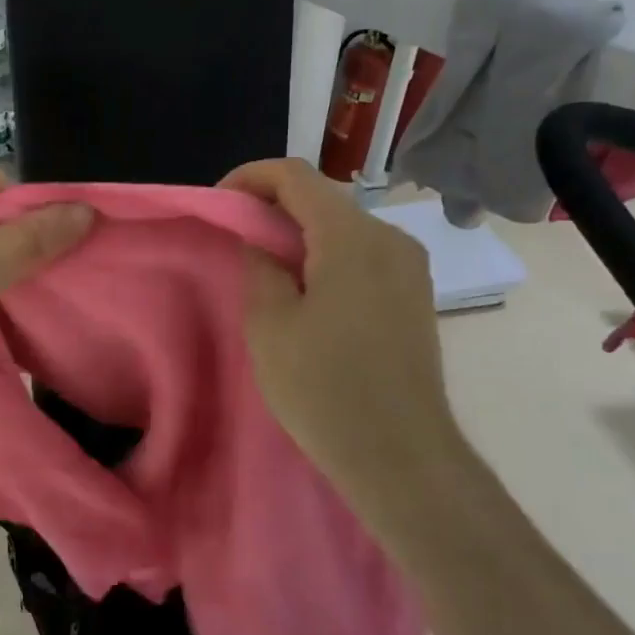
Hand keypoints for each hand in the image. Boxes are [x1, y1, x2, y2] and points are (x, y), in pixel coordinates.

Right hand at [219, 158, 467, 531]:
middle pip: (322, 197)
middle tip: (235, 238)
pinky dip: (325, 255)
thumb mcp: (270, 324)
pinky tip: (305, 291)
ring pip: (342, 226)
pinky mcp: (415, 294)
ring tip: (264, 267)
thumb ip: (260, 266)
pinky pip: (362, 253)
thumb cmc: (325, 389)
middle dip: (272, 207)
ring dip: (299, 233)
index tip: (220, 205)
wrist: (403, 458)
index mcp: (352, 236)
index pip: (295, 175)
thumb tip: (261, 241)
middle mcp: (390, 238)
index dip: (250, 178)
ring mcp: (409, 267)